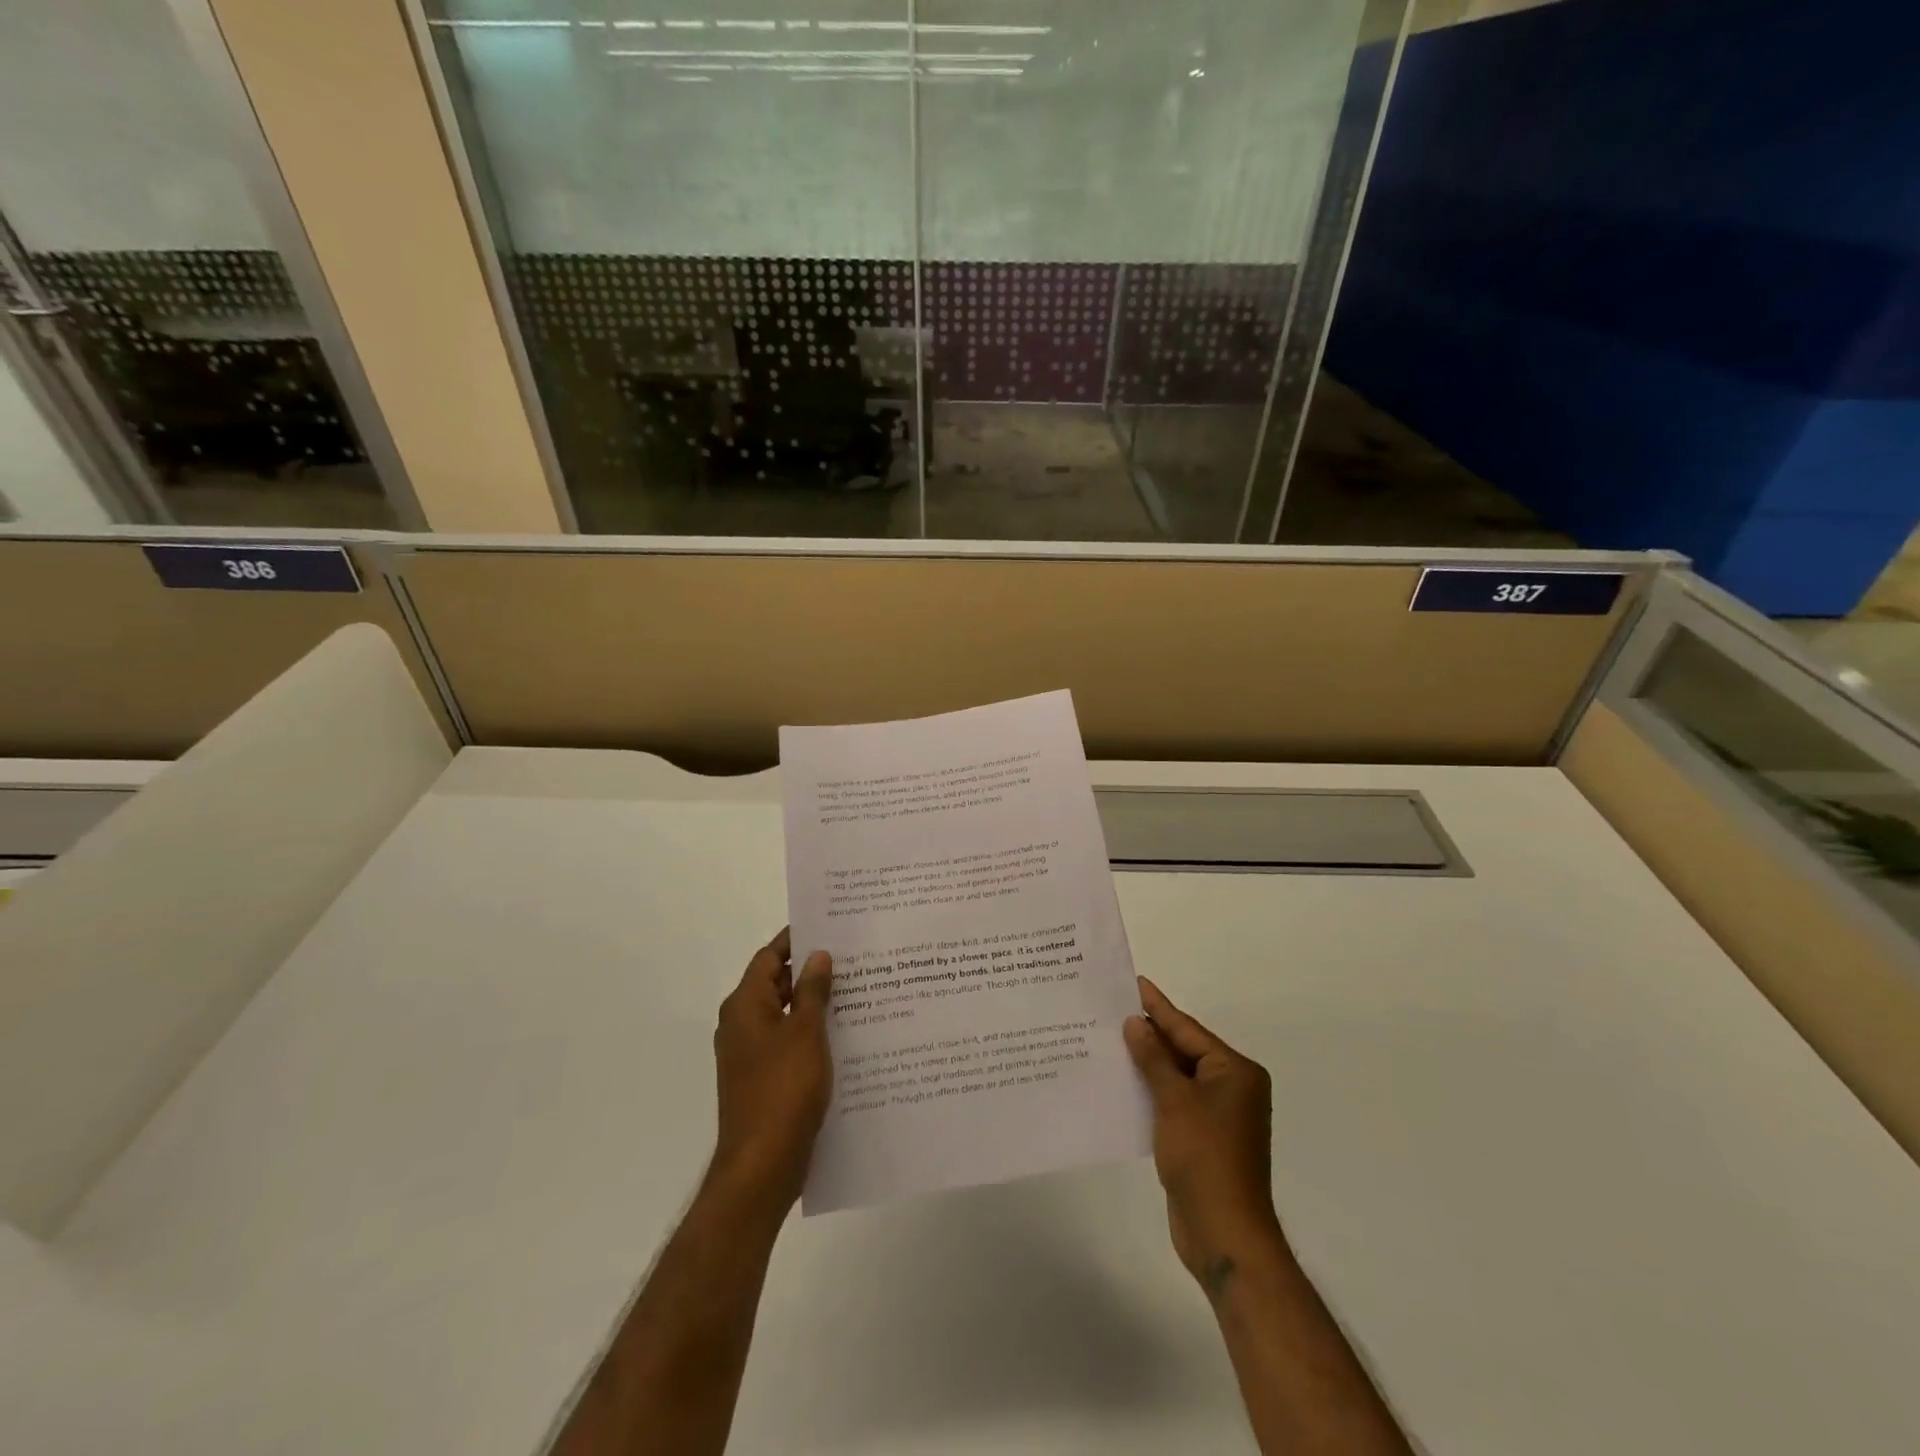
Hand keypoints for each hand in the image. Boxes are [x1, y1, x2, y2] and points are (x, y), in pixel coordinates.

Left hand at [710, 928, 833, 1217]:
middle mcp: (742, 1025)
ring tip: (859, 992)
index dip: (796, 940)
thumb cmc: (783, 1090)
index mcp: (745, 1006)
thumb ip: (812, 991)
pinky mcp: (764, 1080)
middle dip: (812, 972)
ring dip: (815, 1004)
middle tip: (854, 958)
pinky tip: (847, 1036)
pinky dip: (813, 1034)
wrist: (762, 1166)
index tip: (829, 926)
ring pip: (786, 1016)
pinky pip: (790, 1043)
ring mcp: (751, 1055)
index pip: (769, 957)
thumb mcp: (805, 1032)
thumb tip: (817, 955)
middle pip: (777, 984)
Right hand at [1125, 976, 1285, 1294]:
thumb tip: (1134, 1023)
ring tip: (1110, 1039)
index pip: (1188, 1029)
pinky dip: (1151, 1090)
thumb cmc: (1204, 1156)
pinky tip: (1123, 1081)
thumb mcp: (1174, 1100)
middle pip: (1184, 1050)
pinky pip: (1173, 1100)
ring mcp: (1218, 1115)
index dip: (1158, 1006)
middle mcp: (1231, 1088)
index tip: (1134, 982)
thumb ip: (1153, 1059)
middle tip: (1112, 1008)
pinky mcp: (1203, 1138)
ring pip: (1176, 1076)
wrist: (1223, 1233)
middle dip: (1149, 1033)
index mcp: (1235, 1071)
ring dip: (1147, 1062)